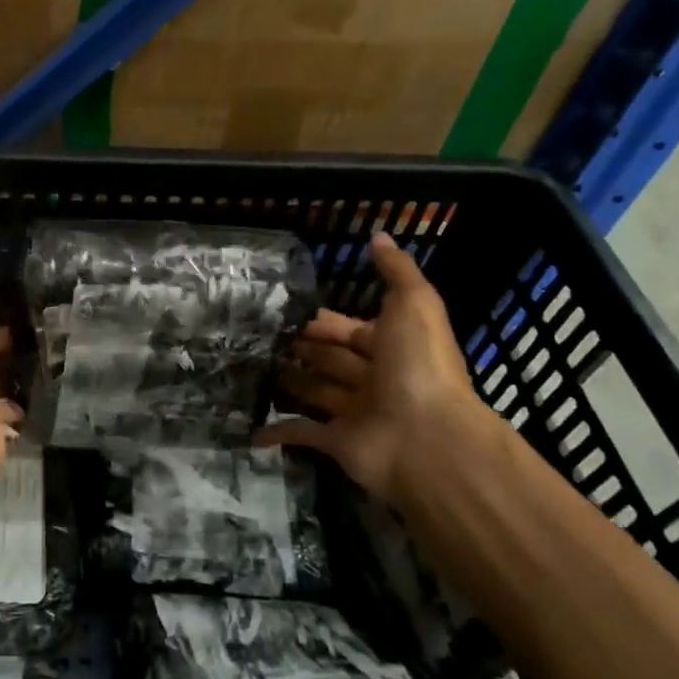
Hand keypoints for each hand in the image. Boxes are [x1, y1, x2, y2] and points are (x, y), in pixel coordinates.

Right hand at [257, 232, 486, 502]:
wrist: (428, 439)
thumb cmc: (418, 365)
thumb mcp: (414, 304)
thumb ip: (396, 271)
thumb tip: (379, 235)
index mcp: (393, 346)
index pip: (351, 329)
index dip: (323, 321)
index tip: (286, 310)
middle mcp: (375, 379)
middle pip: (332, 359)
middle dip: (303, 347)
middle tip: (262, 335)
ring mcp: (355, 413)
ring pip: (316, 392)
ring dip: (291, 382)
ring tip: (252, 367)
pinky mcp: (336, 443)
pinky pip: (302, 433)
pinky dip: (278, 431)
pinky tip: (250, 428)